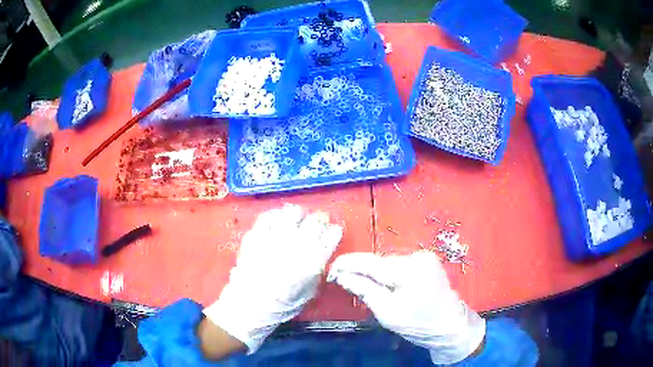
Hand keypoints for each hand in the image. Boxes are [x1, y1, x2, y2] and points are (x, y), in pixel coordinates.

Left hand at [203, 204, 342, 353]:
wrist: (250, 304)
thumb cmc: (282, 304)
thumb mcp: (310, 291)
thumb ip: (318, 269)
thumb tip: (321, 254)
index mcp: (314, 260)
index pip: (332, 235)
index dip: (334, 231)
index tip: (332, 231)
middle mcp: (297, 244)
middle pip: (316, 220)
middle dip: (320, 219)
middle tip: (317, 222)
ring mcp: (276, 236)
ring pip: (293, 212)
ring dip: (298, 214)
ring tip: (297, 219)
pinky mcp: (257, 234)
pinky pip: (269, 215)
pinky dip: (276, 215)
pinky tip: (278, 220)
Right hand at [327, 251, 484, 363]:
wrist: (451, 326)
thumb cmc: (419, 324)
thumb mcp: (387, 312)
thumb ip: (364, 290)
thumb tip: (342, 275)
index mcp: (408, 270)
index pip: (369, 262)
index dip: (347, 264)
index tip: (330, 271)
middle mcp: (417, 256)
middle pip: (379, 262)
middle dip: (361, 271)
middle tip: (344, 283)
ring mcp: (424, 257)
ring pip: (388, 263)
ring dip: (375, 274)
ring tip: (365, 287)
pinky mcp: (427, 261)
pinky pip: (399, 265)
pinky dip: (388, 275)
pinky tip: (385, 286)